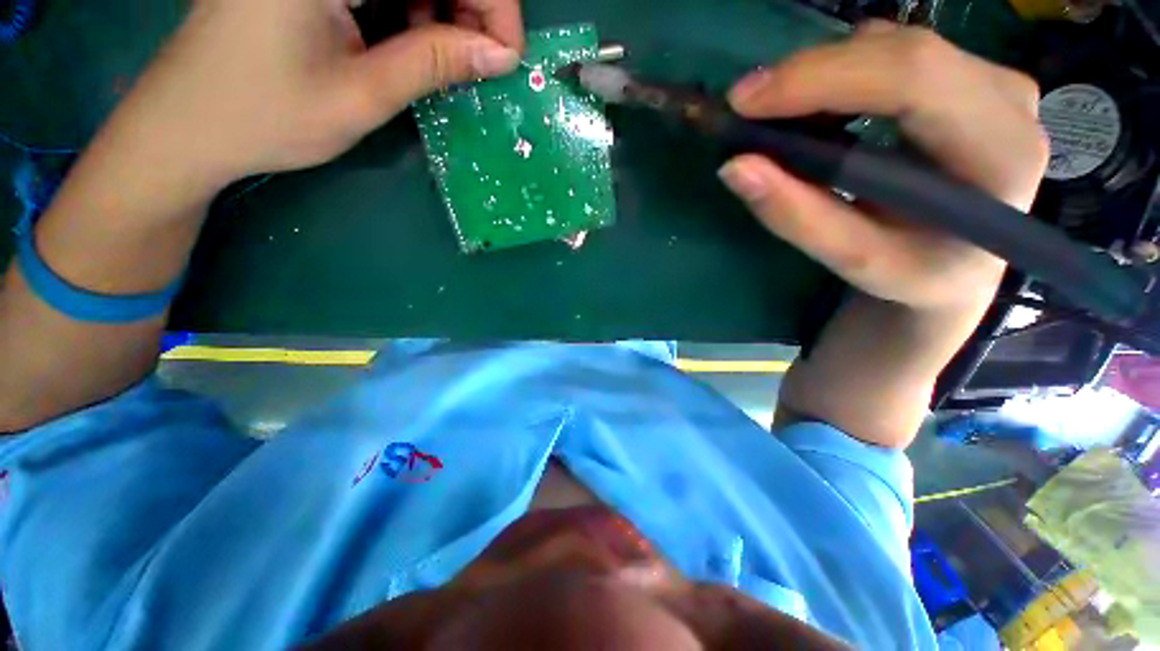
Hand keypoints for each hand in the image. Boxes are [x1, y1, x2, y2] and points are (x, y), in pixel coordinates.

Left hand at [97, 0, 523, 194]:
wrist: (188, 125)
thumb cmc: (264, 116)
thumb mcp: (360, 95)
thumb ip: (432, 63)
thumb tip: (499, 55)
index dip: (492, 0)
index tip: (507, 55)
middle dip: (469, 6)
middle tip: (478, 61)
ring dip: (440, 9)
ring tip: (442, 58)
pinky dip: (410, 7)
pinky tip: (407, 39)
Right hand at [718, 22, 1048, 311]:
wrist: (961, 263)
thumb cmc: (916, 270)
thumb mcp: (856, 261)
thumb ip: (798, 217)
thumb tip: (735, 168)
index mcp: (1000, 151)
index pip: (913, 79)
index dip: (821, 78)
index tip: (745, 103)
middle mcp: (1007, 98)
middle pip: (899, 52)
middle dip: (809, 73)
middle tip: (744, 106)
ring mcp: (990, 79)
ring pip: (891, 45)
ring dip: (822, 74)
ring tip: (776, 117)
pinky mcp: (966, 75)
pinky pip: (892, 52)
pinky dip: (839, 74)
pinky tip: (815, 110)